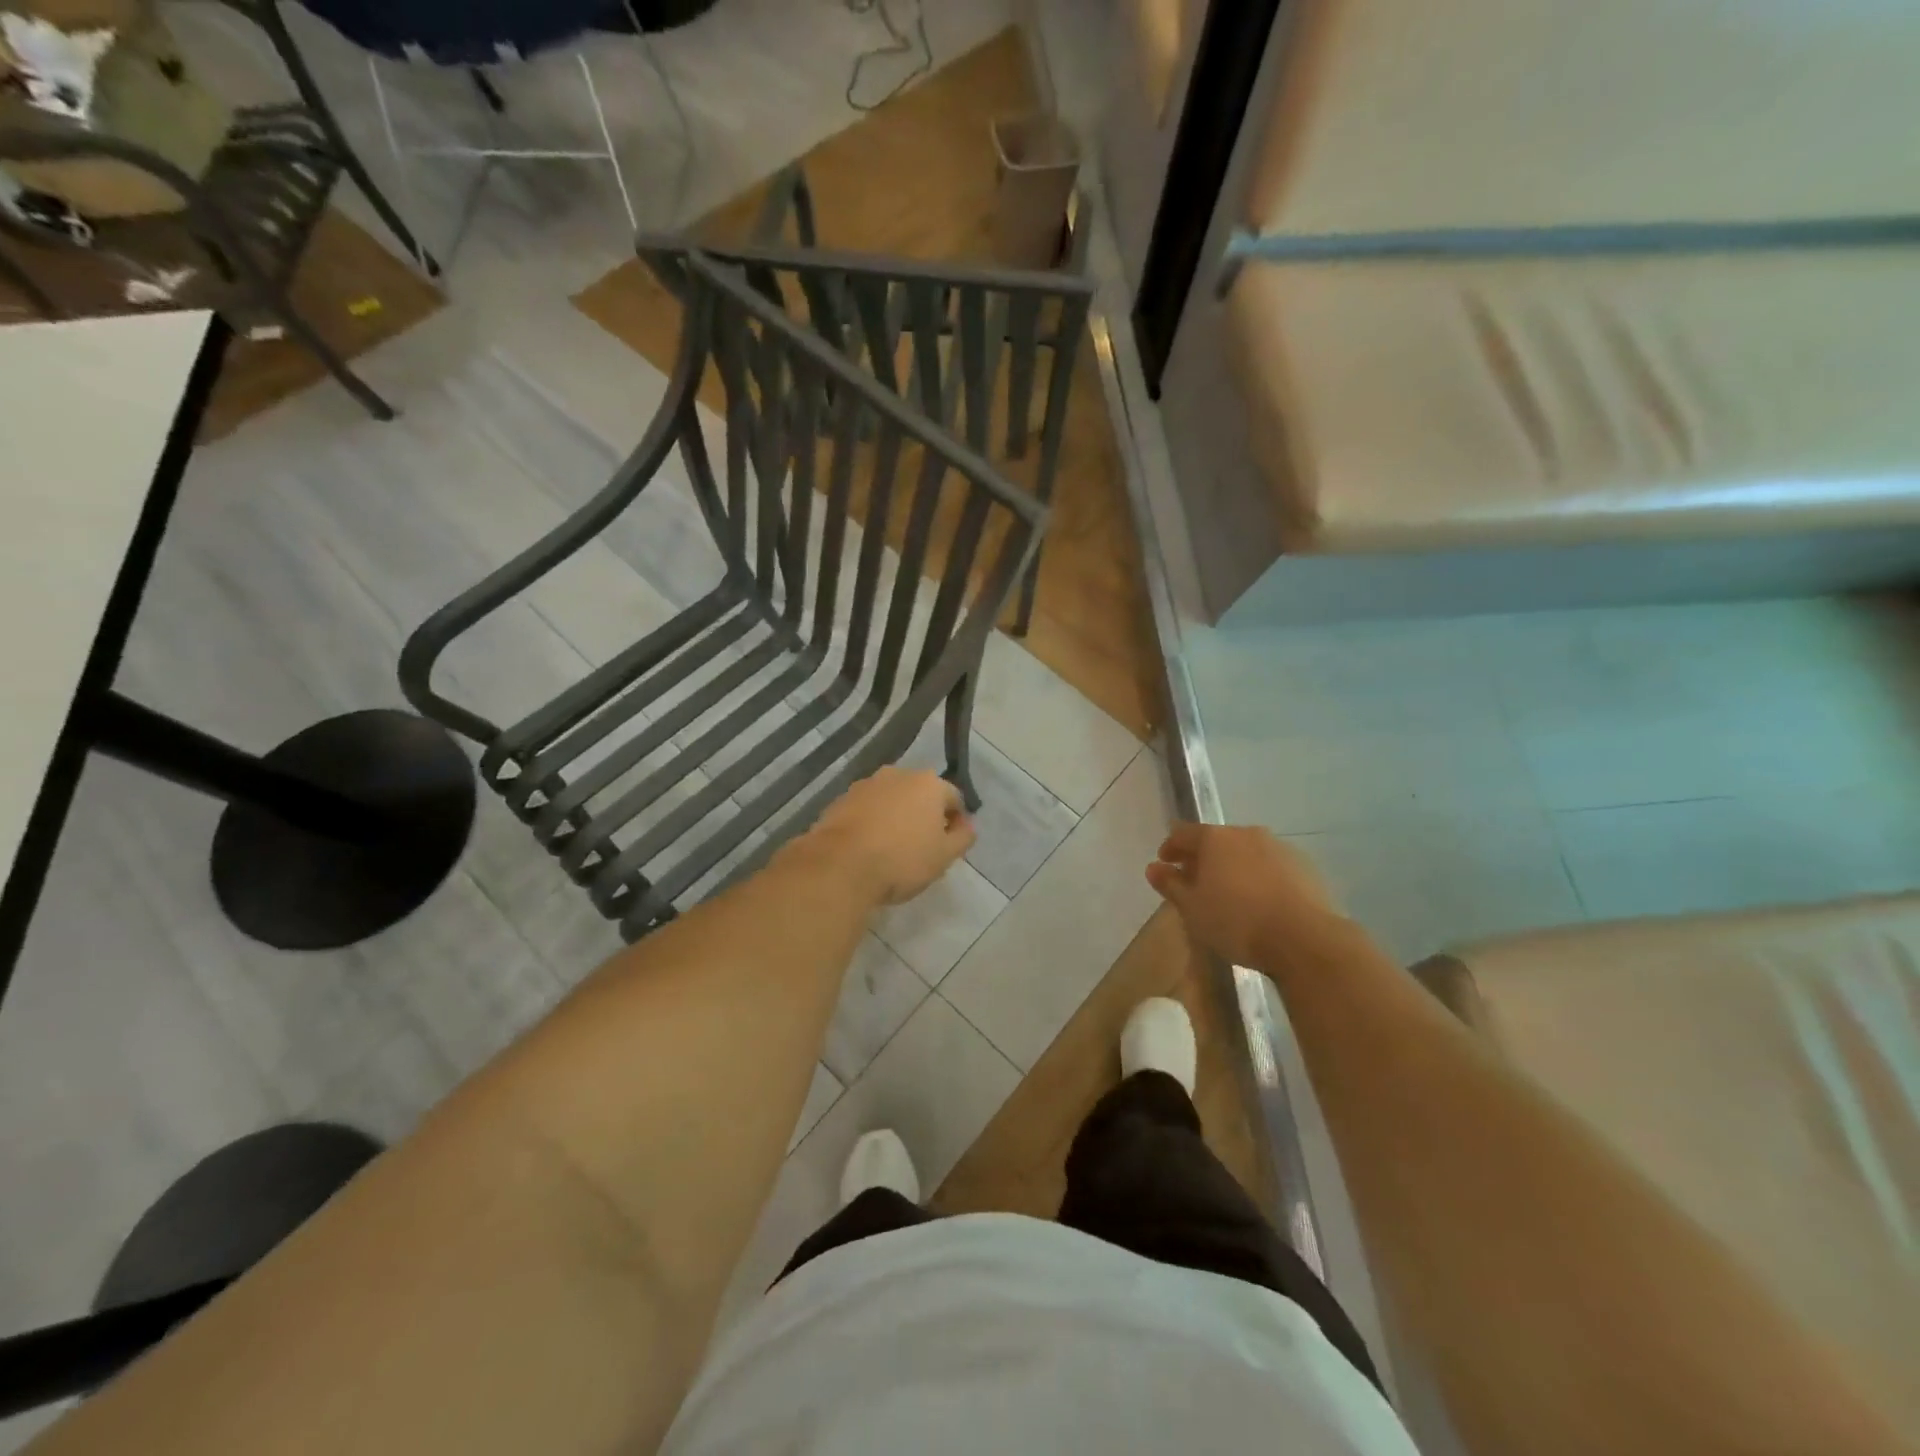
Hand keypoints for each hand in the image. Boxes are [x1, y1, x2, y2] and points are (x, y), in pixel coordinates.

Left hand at [801, 767, 976, 905]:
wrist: (840, 866)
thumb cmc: (901, 860)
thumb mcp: (944, 856)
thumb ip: (963, 838)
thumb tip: (968, 826)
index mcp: (928, 783)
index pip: (954, 798)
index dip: (957, 821)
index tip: (951, 845)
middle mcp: (898, 774)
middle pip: (920, 794)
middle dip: (925, 815)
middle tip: (924, 847)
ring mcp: (866, 785)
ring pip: (891, 800)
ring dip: (896, 817)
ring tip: (893, 848)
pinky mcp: (840, 800)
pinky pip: (866, 809)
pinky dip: (872, 822)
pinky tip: (868, 847)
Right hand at [1146, 823, 1342, 966]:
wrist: (1304, 938)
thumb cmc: (1236, 922)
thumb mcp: (1192, 908)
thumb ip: (1171, 885)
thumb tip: (1154, 868)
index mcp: (1214, 838)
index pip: (1183, 833)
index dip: (1170, 848)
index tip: (1165, 866)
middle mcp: (1246, 833)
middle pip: (1216, 840)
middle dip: (1203, 858)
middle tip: (1196, 883)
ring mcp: (1279, 847)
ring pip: (1246, 852)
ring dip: (1233, 867)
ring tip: (1230, 895)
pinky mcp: (1305, 866)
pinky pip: (1272, 866)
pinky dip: (1260, 877)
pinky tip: (1261, 902)